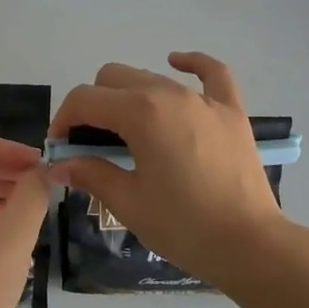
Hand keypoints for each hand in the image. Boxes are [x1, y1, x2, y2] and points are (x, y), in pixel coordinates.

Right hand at [45, 52, 292, 284]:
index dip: (63, 120)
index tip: (61, 148)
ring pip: (152, 76)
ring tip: (127, 132)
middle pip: (114, 78)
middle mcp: (169, 93)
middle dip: (93, 105)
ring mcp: (203, 98)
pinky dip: (191, 64)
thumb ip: (90, 173)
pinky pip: (211, 72)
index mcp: (140, 113)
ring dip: (129, 96)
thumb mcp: (128, 202)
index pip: (85, 100)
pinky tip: (176, 63)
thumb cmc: (183, 226)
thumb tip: (58, 165)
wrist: (249, 244)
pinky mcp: (230, 110)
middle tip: (91, 144)